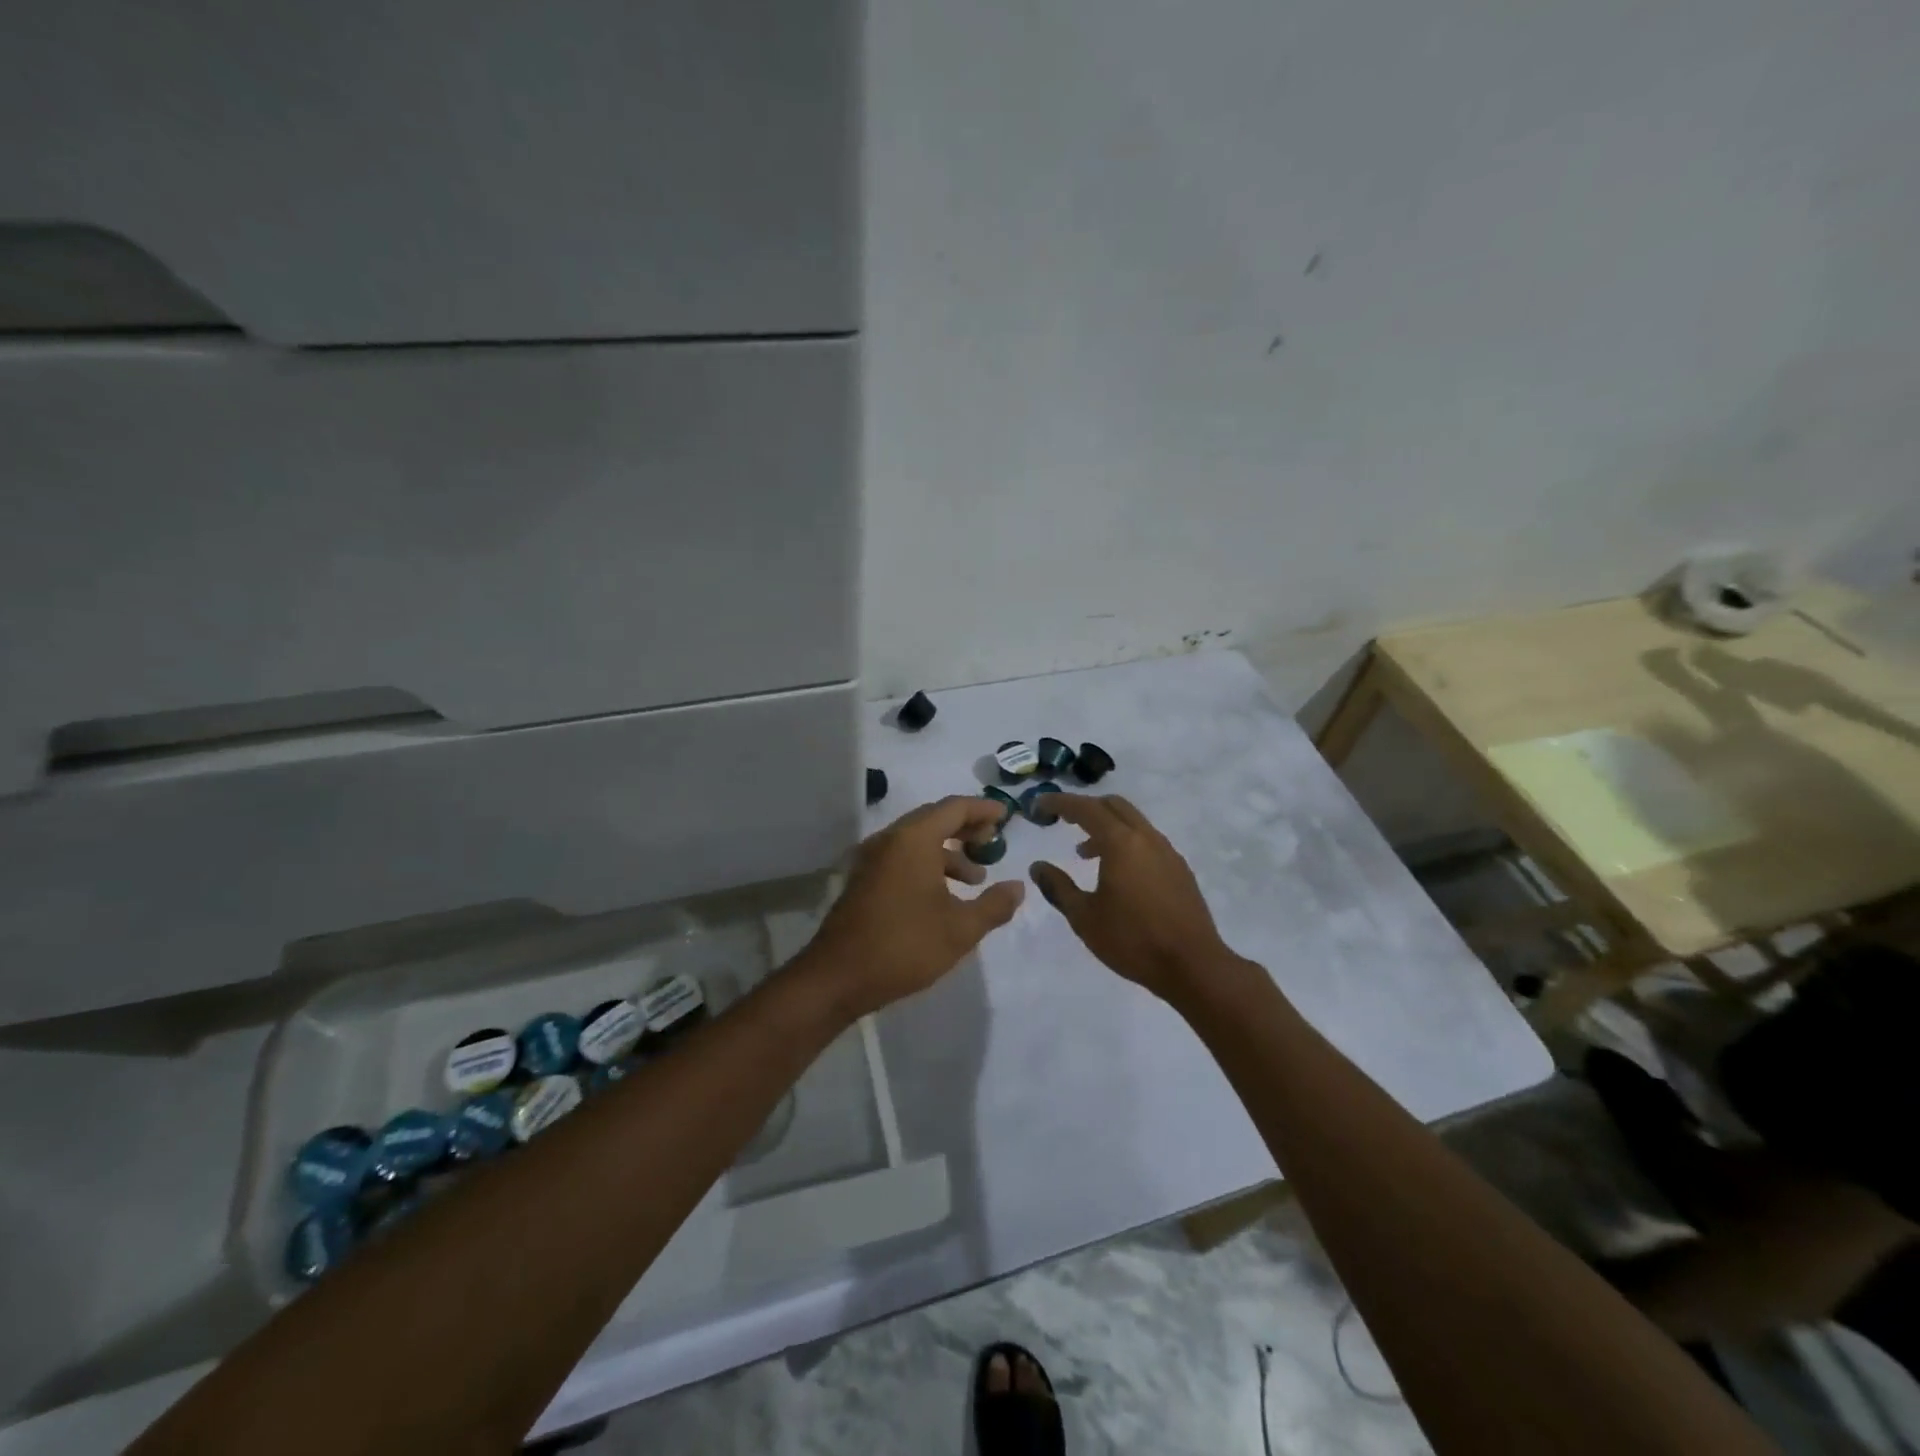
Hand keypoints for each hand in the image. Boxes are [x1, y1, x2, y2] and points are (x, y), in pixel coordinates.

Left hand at [802, 795, 1025, 1016]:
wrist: (838, 976)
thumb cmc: (905, 946)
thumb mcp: (960, 929)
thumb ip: (994, 905)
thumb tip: (1018, 887)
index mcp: (913, 839)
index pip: (954, 808)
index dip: (983, 809)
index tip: (1007, 817)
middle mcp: (890, 839)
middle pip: (934, 818)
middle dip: (966, 828)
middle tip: (993, 841)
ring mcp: (872, 859)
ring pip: (917, 840)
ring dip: (948, 852)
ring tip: (975, 878)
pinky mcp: (864, 880)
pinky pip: (902, 857)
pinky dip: (927, 864)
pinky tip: (943, 895)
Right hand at [1030, 795, 1236, 1002]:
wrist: (1193, 966)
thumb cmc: (1132, 940)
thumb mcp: (1084, 917)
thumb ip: (1058, 887)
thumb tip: (1038, 867)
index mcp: (1121, 843)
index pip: (1085, 808)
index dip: (1059, 802)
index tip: (1040, 805)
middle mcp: (1146, 838)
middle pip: (1113, 805)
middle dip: (1085, 807)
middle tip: (1062, 821)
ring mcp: (1167, 852)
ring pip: (1133, 822)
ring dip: (1106, 827)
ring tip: (1085, 853)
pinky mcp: (1180, 869)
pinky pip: (1147, 841)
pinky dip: (1125, 842)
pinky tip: (1117, 873)